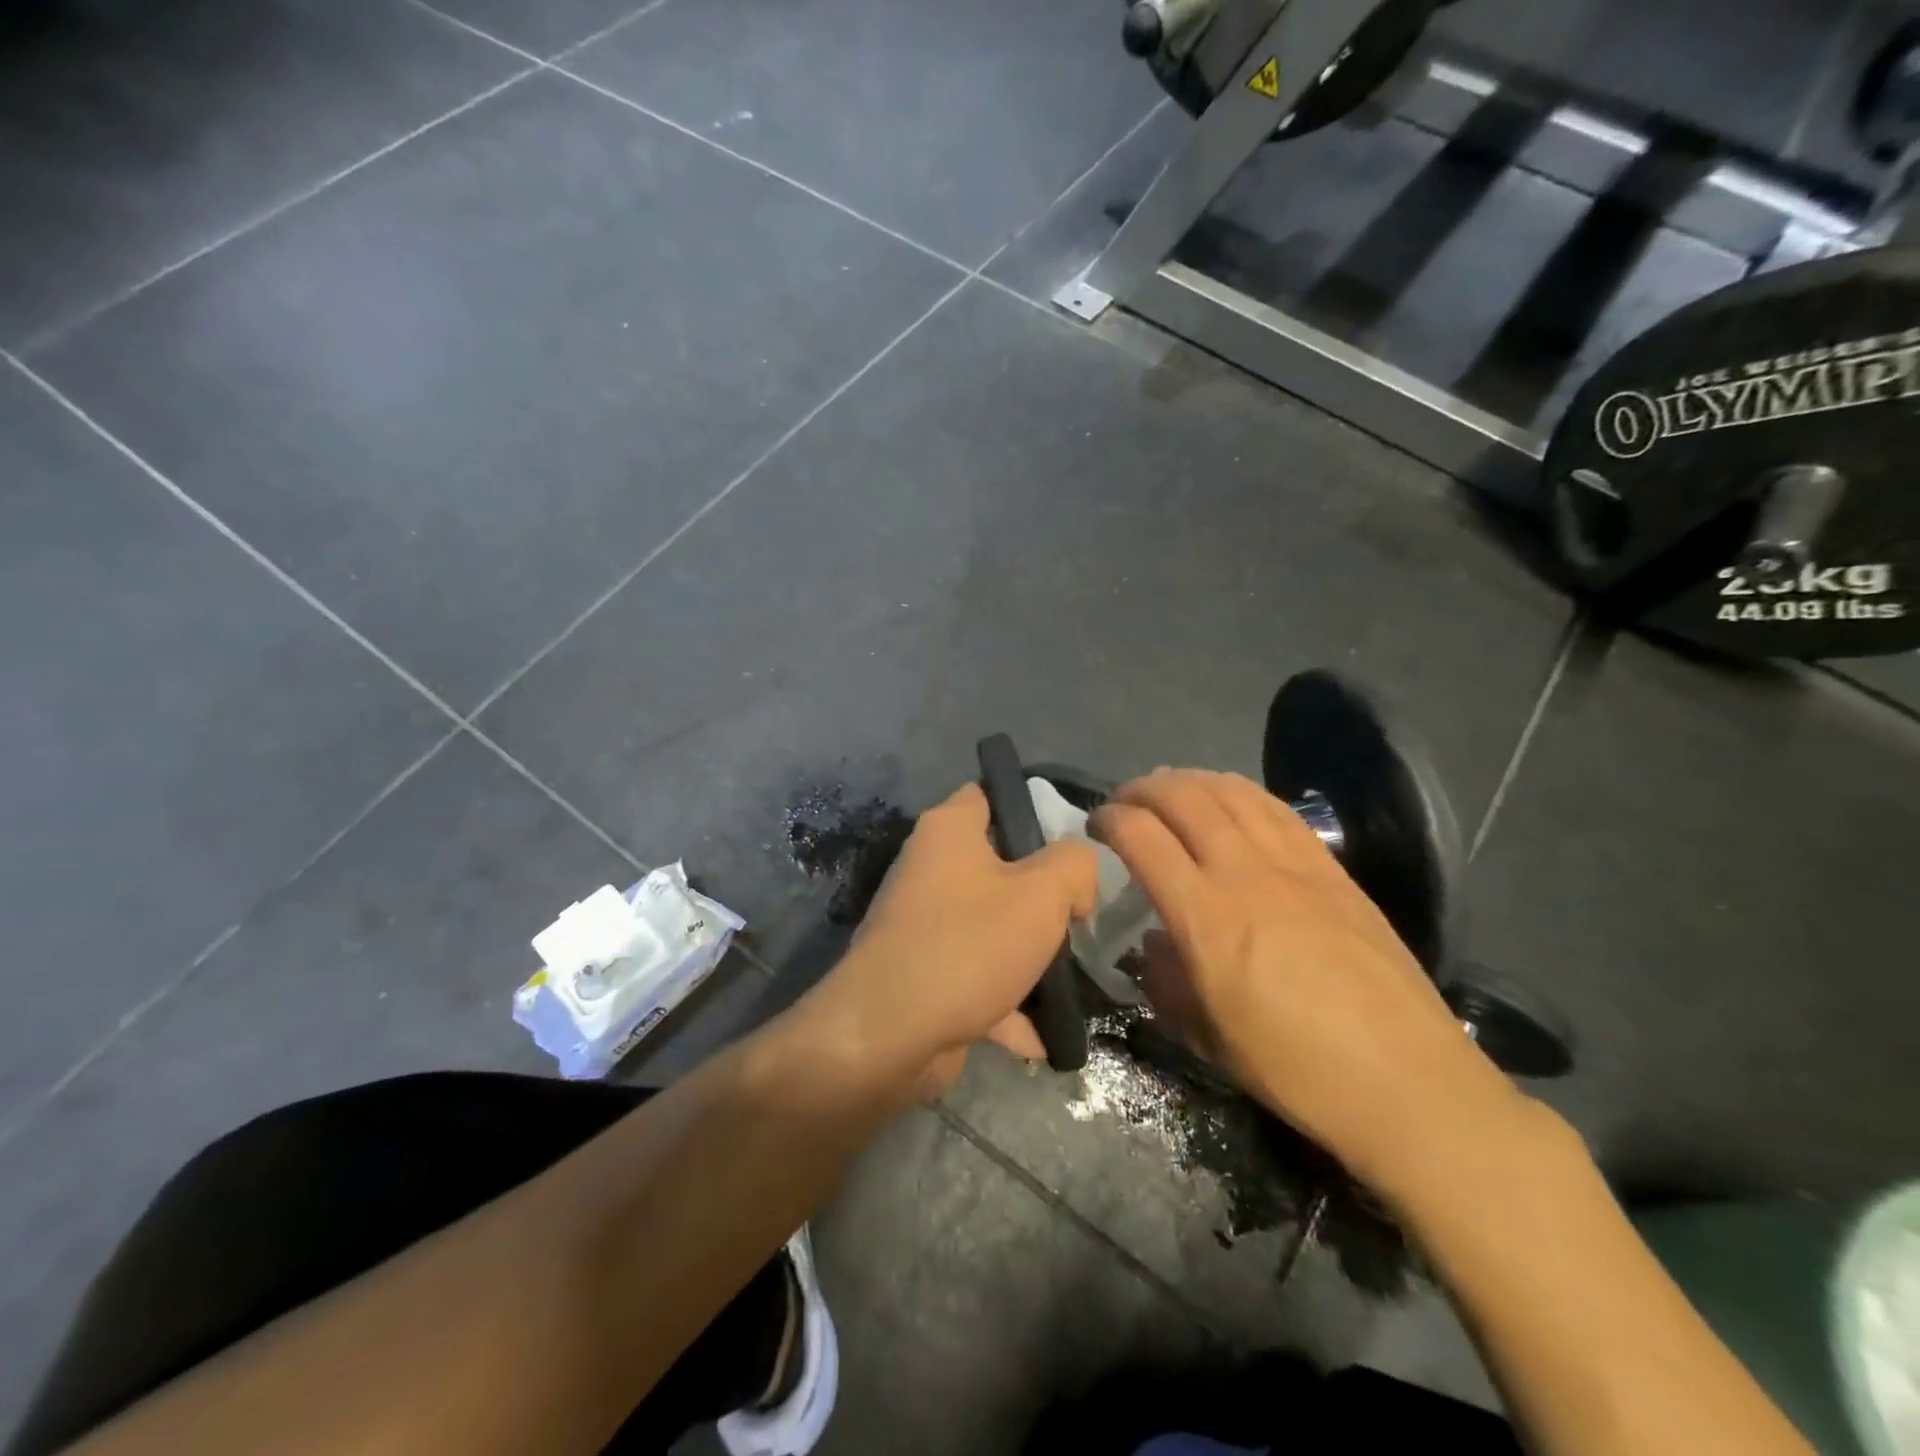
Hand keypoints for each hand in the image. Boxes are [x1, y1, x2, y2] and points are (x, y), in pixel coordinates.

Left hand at [804, 782, 1098, 1100]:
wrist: (887, 1036)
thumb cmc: (969, 945)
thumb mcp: (1043, 893)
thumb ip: (1075, 864)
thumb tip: (1076, 875)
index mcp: (949, 831)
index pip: (992, 793)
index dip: (1035, 808)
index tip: (1073, 842)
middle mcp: (929, 868)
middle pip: (999, 865)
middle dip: (1043, 893)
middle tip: (1080, 914)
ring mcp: (923, 924)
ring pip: (992, 926)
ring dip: (1030, 955)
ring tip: (1073, 975)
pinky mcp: (923, 974)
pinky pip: (977, 978)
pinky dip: (1007, 1005)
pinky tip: (1042, 1036)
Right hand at [1091, 769, 1519, 1191]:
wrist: (1407, 1082)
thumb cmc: (1295, 1070)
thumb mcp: (1204, 1036)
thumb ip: (1166, 977)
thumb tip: (1156, 939)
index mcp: (1206, 919)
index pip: (1142, 837)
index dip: (1109, 819)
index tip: (1096, 824)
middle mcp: (1246, 874)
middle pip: (1183, 798)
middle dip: (1143, 789)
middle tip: (1125, 801)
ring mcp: (1294, 865)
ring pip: (1231, 792)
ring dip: (1189, 781)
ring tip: (1170, 790)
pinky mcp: (1331, 868)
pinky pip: (1276, 808)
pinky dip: (1239, 791)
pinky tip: (1229, 800)